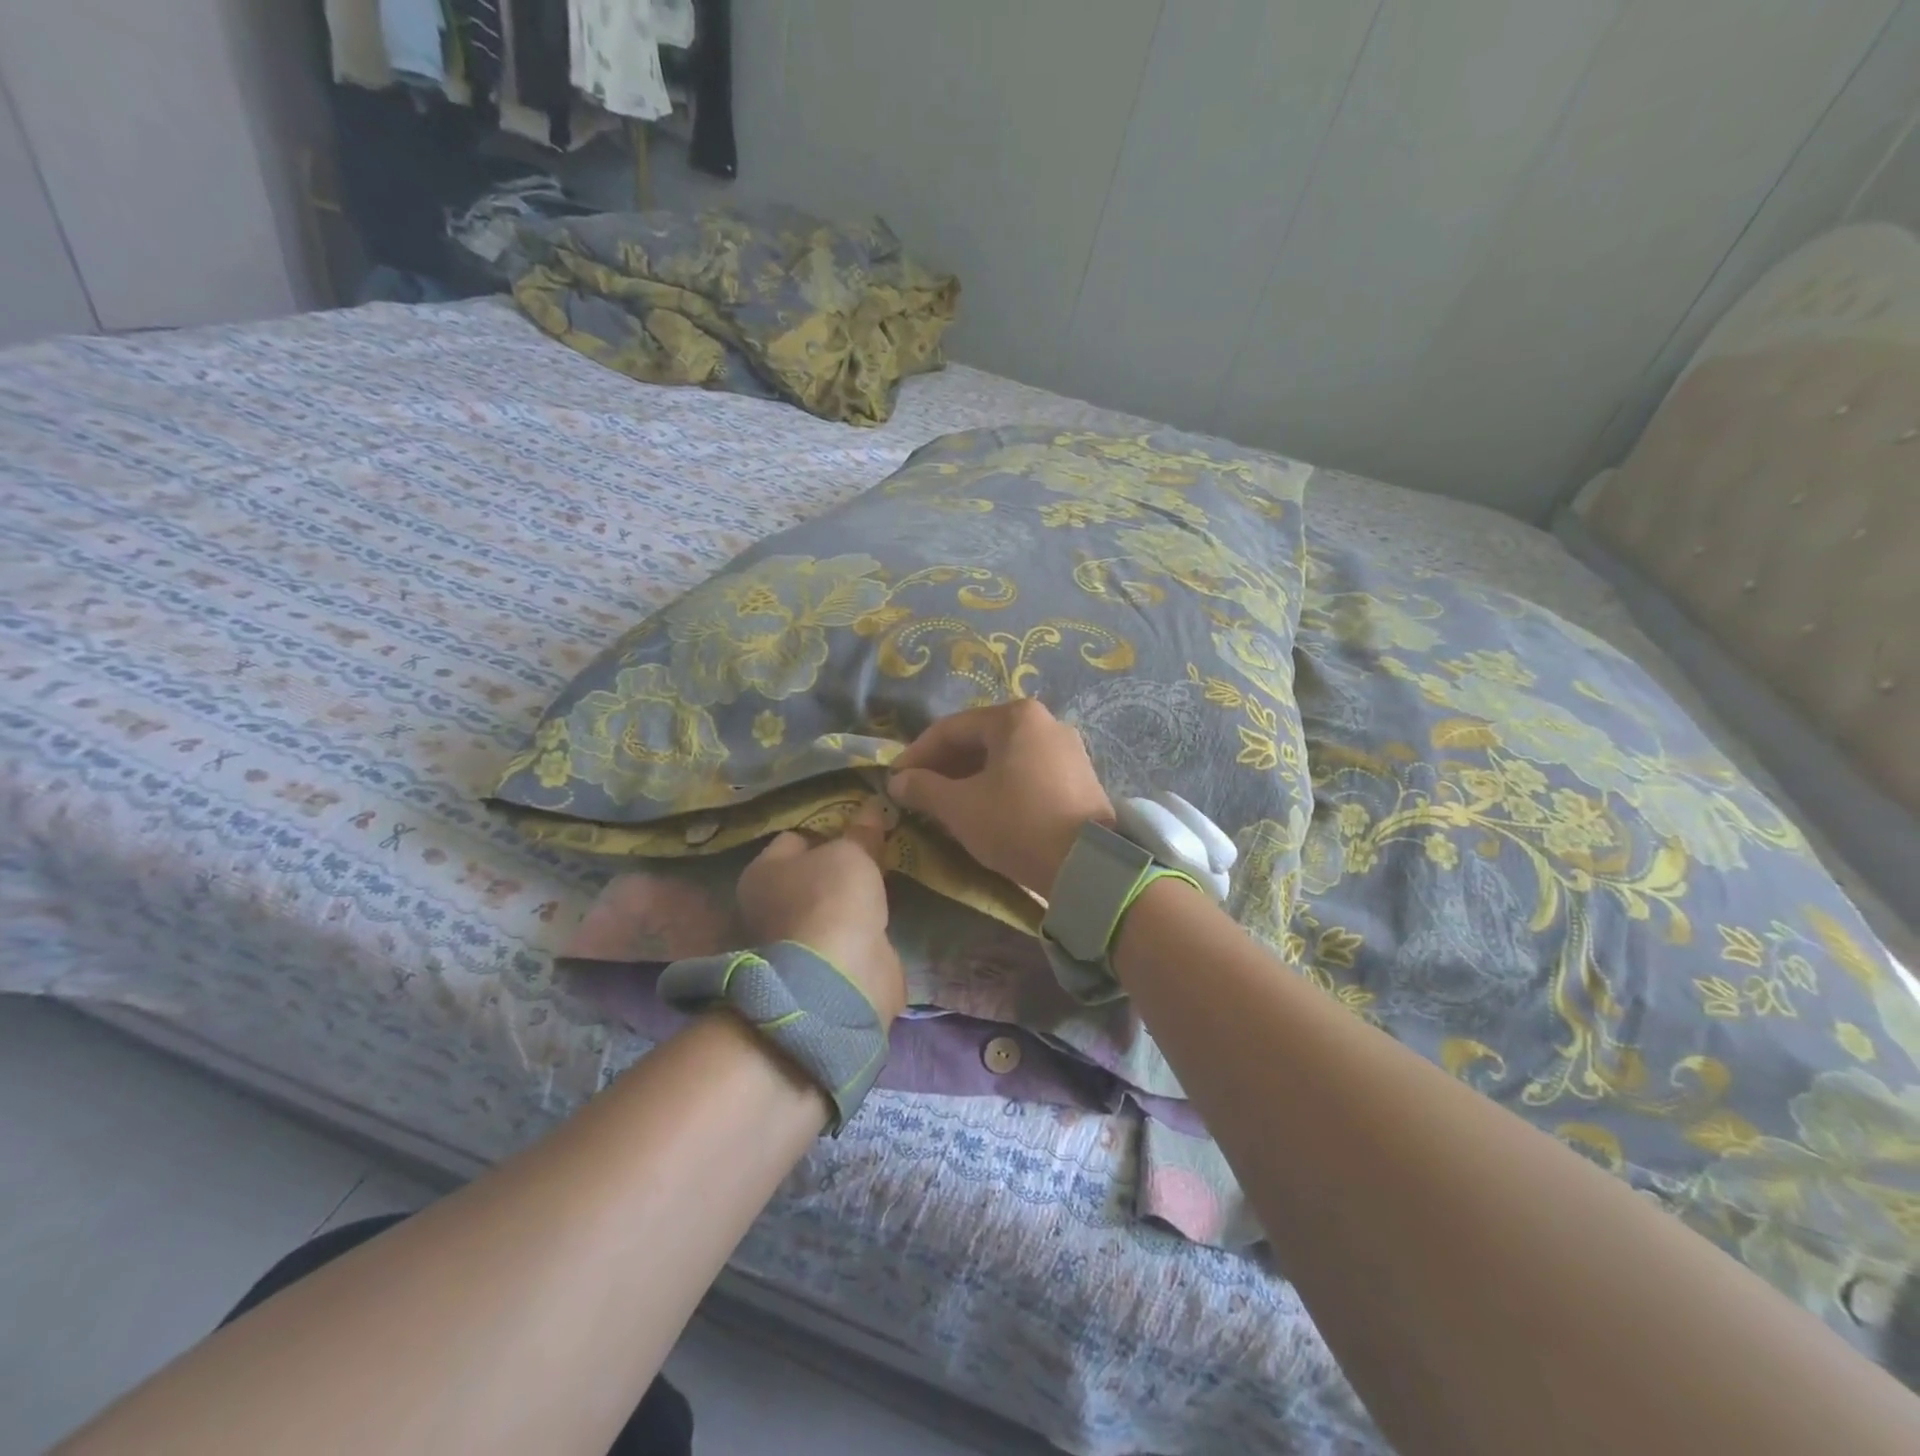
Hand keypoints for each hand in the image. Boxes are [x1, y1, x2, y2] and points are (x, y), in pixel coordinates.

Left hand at [735, 797, 904, 1024]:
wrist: (840, 976)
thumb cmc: (833, 898)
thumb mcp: (852, 852)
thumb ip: (861, 833)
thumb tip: (871, 808)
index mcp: (762, 873)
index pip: (794, 839)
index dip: (827, 830)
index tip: (859, 827)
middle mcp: (769, 906)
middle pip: (810, 874)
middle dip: (839, 866)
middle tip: (875, 851)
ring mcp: (795, 941)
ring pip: (828, 906)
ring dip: (851, 900)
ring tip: (885, 881)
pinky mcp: (822, 967)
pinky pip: (845, 934)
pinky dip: (861, 928)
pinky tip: (884, 916)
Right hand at [888, 699, 1114, 896]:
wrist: (1088, 864)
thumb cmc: (1017, 824)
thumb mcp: (960, 807)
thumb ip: (923, 788)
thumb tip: (898, 781)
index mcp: (1015, 717)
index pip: (951, 729)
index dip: (917, 754)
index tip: (895, 779)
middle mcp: (1045, 722)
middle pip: (980, 740)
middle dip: (944, 766)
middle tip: (917, 792)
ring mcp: (1067, 749)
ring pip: (1004, 758)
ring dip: (969, 778)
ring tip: (945, 804)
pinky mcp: (1078, 777)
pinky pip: (1026, 773)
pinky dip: (999, 786)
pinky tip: (983, 810)